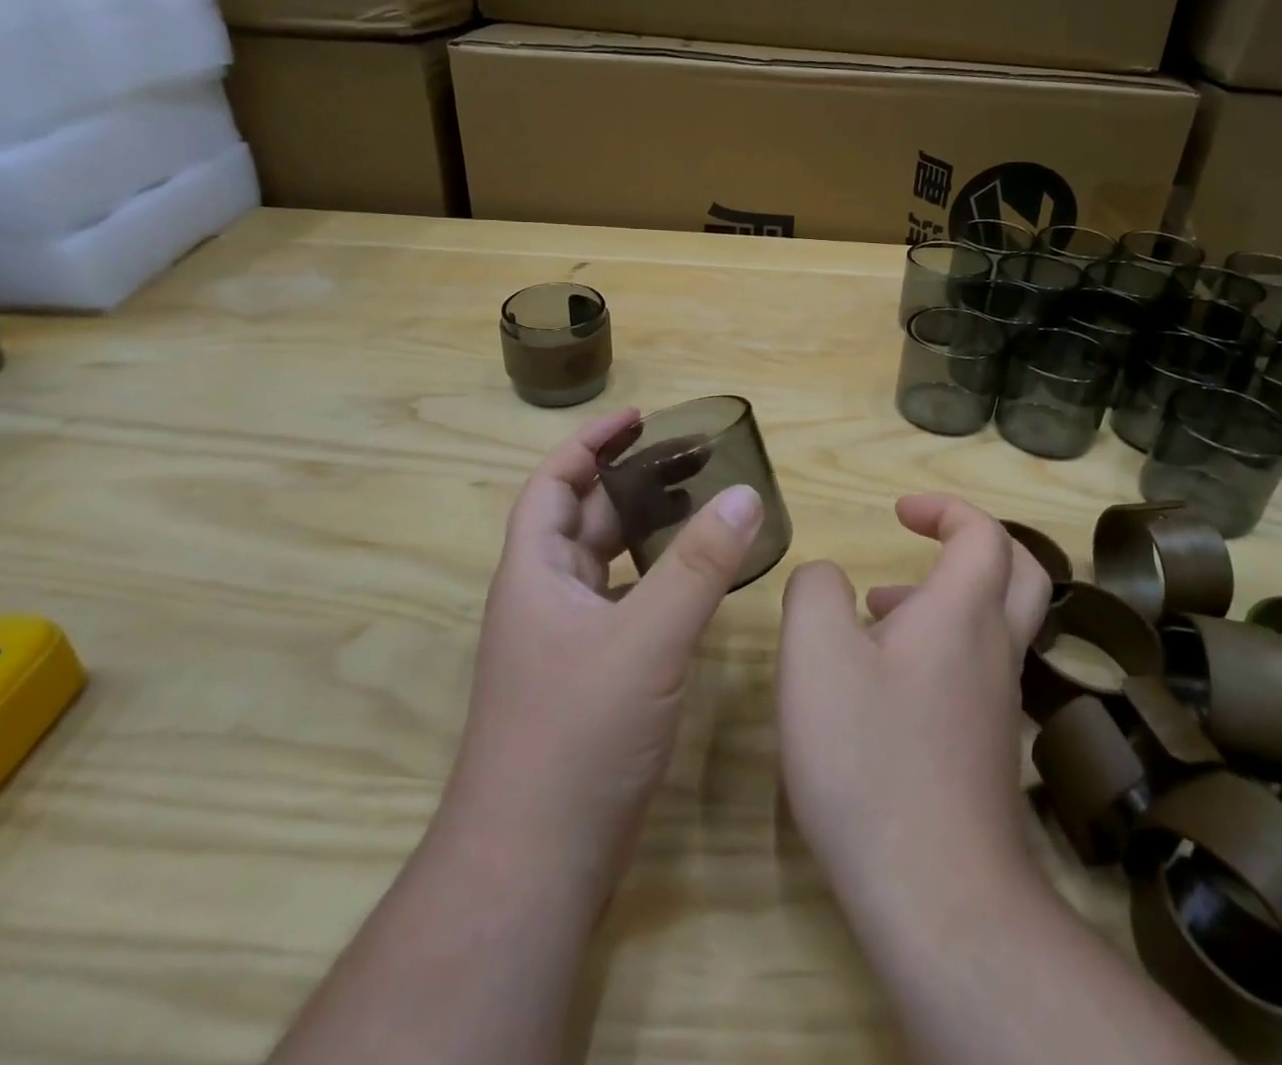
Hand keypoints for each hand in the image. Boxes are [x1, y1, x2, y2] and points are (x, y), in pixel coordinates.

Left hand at [441, 408, 764, 903]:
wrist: (534, 863)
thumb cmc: (578, 734)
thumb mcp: (647, 639)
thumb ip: (699, 566)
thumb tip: (746, 495)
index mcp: (536, 574)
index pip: (553, 484)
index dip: (590, 444)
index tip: (639, 419)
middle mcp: (545, 600)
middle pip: (585, 520)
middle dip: (632, 484)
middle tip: (693, 461)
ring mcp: (566, 644)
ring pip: (607, 566)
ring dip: (646, 534)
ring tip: (702, 509)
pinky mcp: (591, 680)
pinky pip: (625, 608)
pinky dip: (656, 584)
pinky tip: (697, 585)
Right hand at [776, 495, 1051, 913]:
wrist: (937, 896)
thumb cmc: (870, 757)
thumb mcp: (814, 655)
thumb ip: (813, 592)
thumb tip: (825, 578)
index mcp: (962, 613)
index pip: (984, 534)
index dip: (946, 509)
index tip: (900, 512)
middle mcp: (993, 650)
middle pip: (1019, 572)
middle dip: (972, 541)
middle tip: (922, 539)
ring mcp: (998, 705)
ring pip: (994, 624)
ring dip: (946, 598)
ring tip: (876, 612)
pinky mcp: (988, 750)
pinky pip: (975, 671)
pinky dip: (939, 649)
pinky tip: (883, 684)